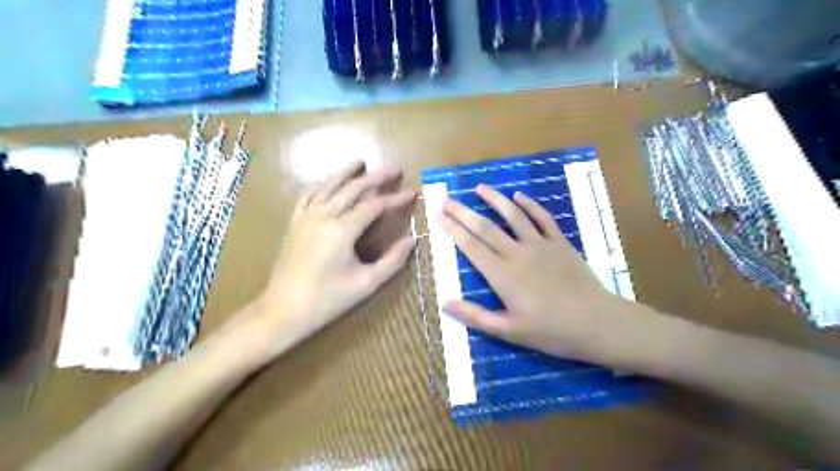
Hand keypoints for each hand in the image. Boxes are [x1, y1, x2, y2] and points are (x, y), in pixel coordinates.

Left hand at [257, 161, 412, 356]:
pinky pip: (309, 195)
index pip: (374, 205)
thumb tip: (412, 239)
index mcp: (342, 230)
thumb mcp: (366, 283)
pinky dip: (322, 185)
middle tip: (395, 168)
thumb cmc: (327, 300)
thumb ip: (392, 260)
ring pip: (329, 186)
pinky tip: (330, 182)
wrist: (283, 310)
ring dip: (347, 173)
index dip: (395, 197)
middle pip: (353, 189)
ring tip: (362, 163)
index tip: (412, 191)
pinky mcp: (295, 222)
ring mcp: (306, 217)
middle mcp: (324, 216)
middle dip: (376, 177)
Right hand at [440, 184, 644, 363]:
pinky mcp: (560, 243)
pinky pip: (543, 218)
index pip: (471, 246)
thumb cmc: (550, 331)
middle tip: (447, 198)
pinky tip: (519, 195)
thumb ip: (475, 316)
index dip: (453, 229)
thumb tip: (445, 303)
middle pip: (486, 227)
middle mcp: (518, 254)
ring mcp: (540, 245)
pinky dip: (530, 205)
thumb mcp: (508, 331)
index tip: (440, 214)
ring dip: (495, 199)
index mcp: (502, 275)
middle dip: (464, 212)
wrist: (596, 323)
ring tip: (480, 187)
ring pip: (513, 216)